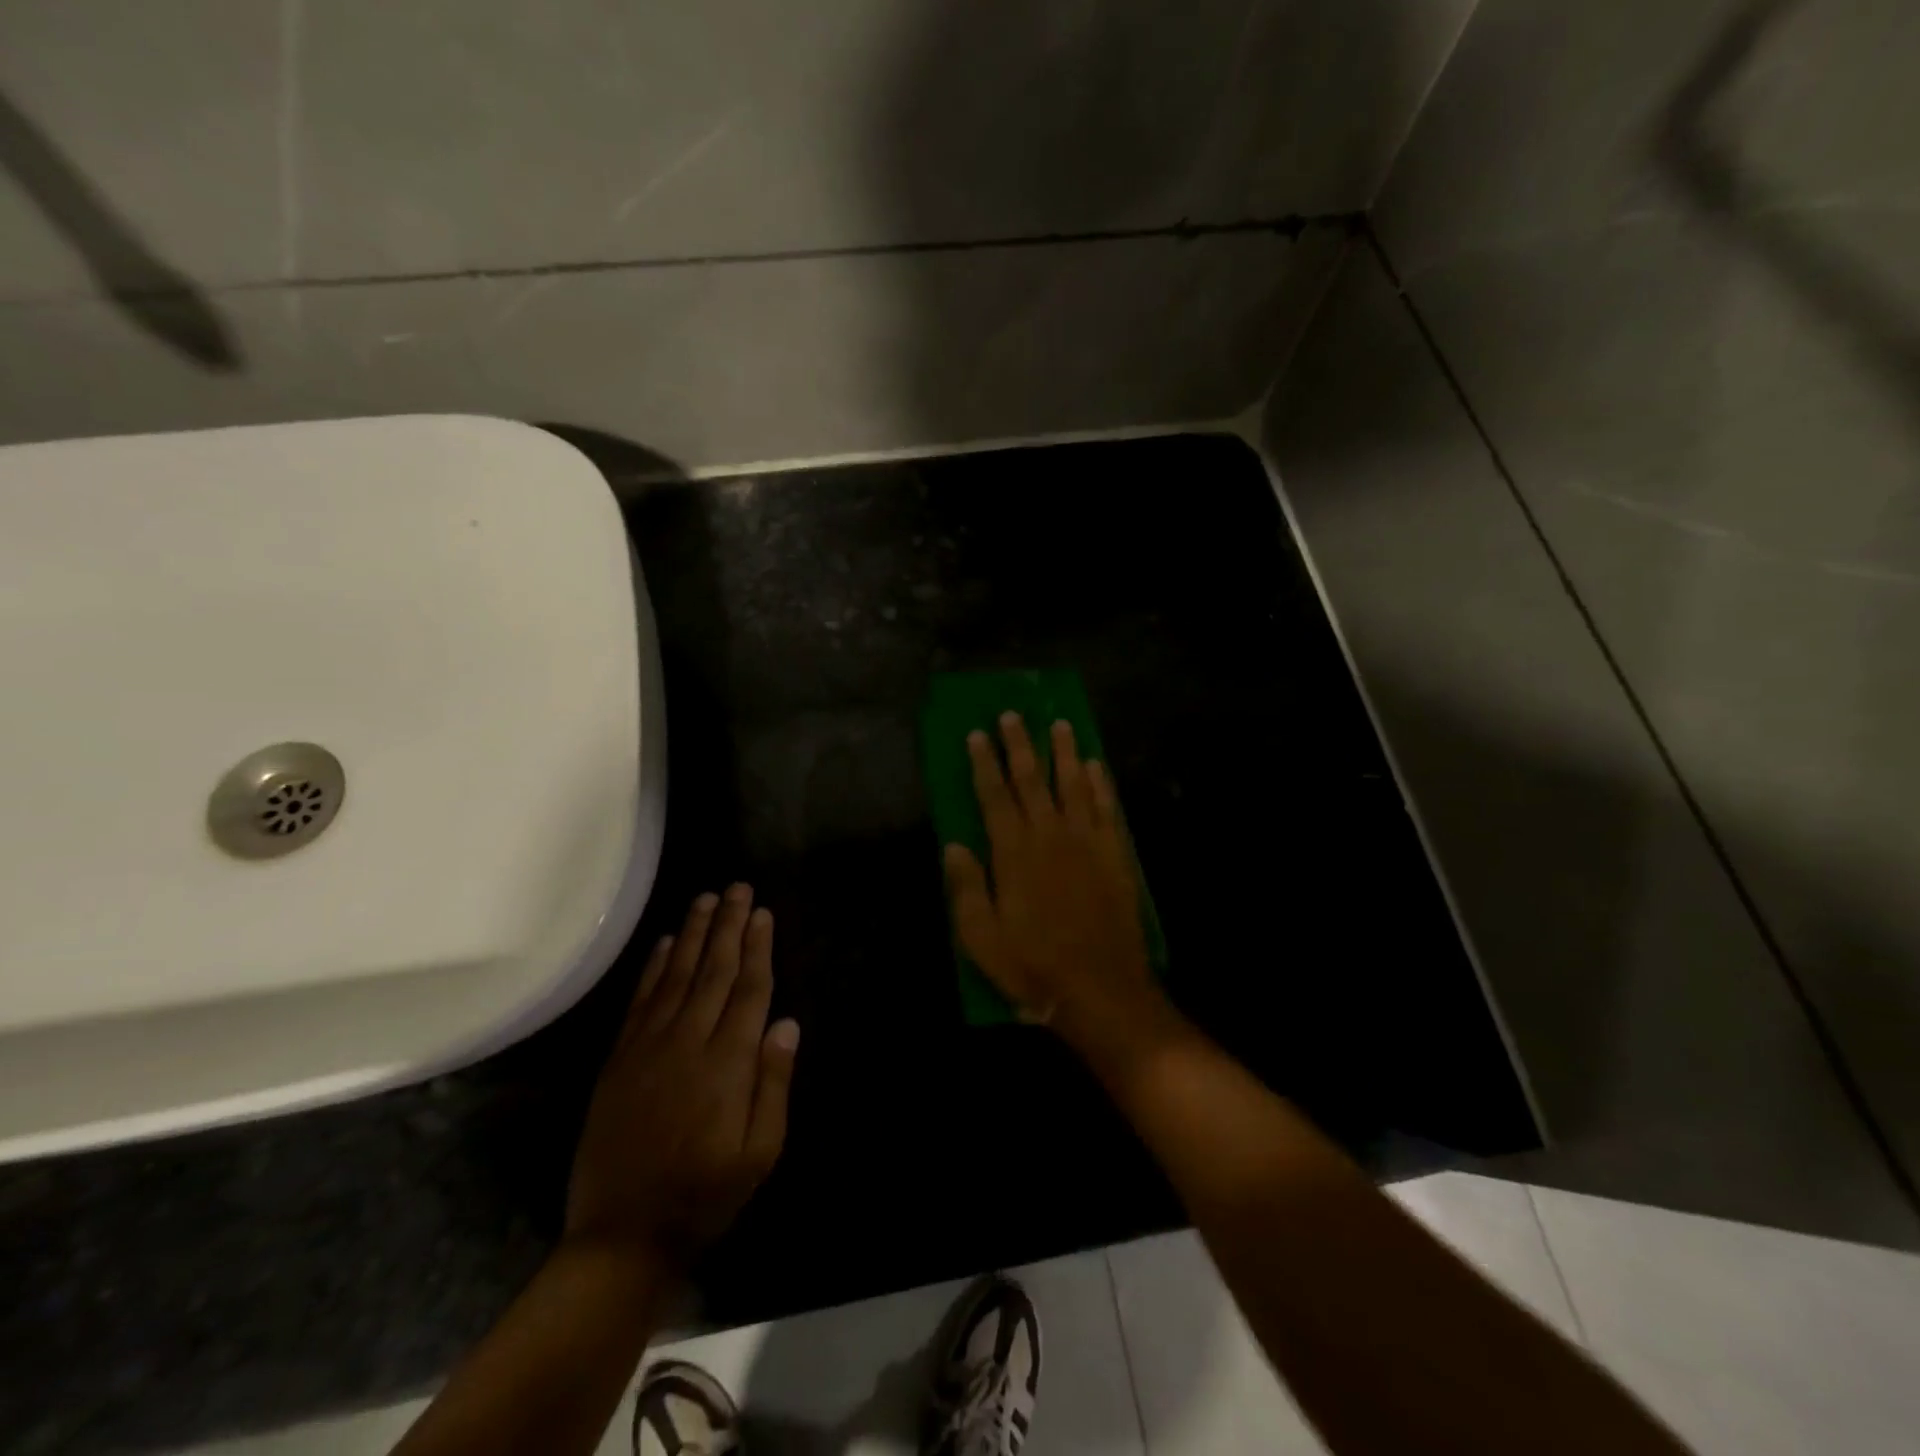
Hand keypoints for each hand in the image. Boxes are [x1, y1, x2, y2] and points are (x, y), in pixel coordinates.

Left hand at [565, 885, 799, 1269]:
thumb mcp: (760, 1153)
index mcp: (728, 1064)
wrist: (622, 1236)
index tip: (763, 913)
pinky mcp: (619, 1059)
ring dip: (693, 934)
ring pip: (677, 975)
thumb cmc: (704, 1195)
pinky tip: (666, 942)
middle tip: (738, 888)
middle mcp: (688, 1042)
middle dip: (729, 926)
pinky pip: (640, 1001)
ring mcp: (648, 1047)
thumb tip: (787, 1024)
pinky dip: (654, 967)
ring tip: (706, 899)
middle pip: (714, 970)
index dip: (757, 948)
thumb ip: (774, 1084)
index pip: (749, 990)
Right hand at [943, 714, 1177, 1065]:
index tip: (977, 734)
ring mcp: (1086, 843)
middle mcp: (1050, 836)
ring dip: (1063, 753)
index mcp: (1013, 853)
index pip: (994, 796)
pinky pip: (1106, 809)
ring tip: (1059, 724)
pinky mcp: (1114, 855)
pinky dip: (1100, 784)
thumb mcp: (981, 938)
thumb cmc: (1033, 966)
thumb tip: (955, 845)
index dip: (983, 764)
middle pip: (1032, 780)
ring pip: (1073, 785)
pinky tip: (1095, 766)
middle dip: (1020, 745)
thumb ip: (967, 888)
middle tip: (1013, 714)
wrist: (1100, 990)